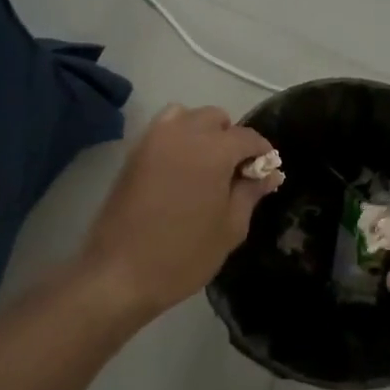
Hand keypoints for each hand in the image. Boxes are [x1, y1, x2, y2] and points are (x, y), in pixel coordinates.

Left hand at [76, 104, 281, 322]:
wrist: (119, 273)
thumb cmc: (184, 254)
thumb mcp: (230, 227)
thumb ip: (251, 193)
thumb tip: (270, 173)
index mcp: (213, 150)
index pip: (247, 137)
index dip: (262, 152)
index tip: (266, 173)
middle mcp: (183, 133)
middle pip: (216, 118)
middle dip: (231, 138)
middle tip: (234, 172)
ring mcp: (153, 139)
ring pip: (186, 116)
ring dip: (202, 132)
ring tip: (205, 166)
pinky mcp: (133, 153)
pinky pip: (162, 130)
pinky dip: (177, 137)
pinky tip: (180, 170)